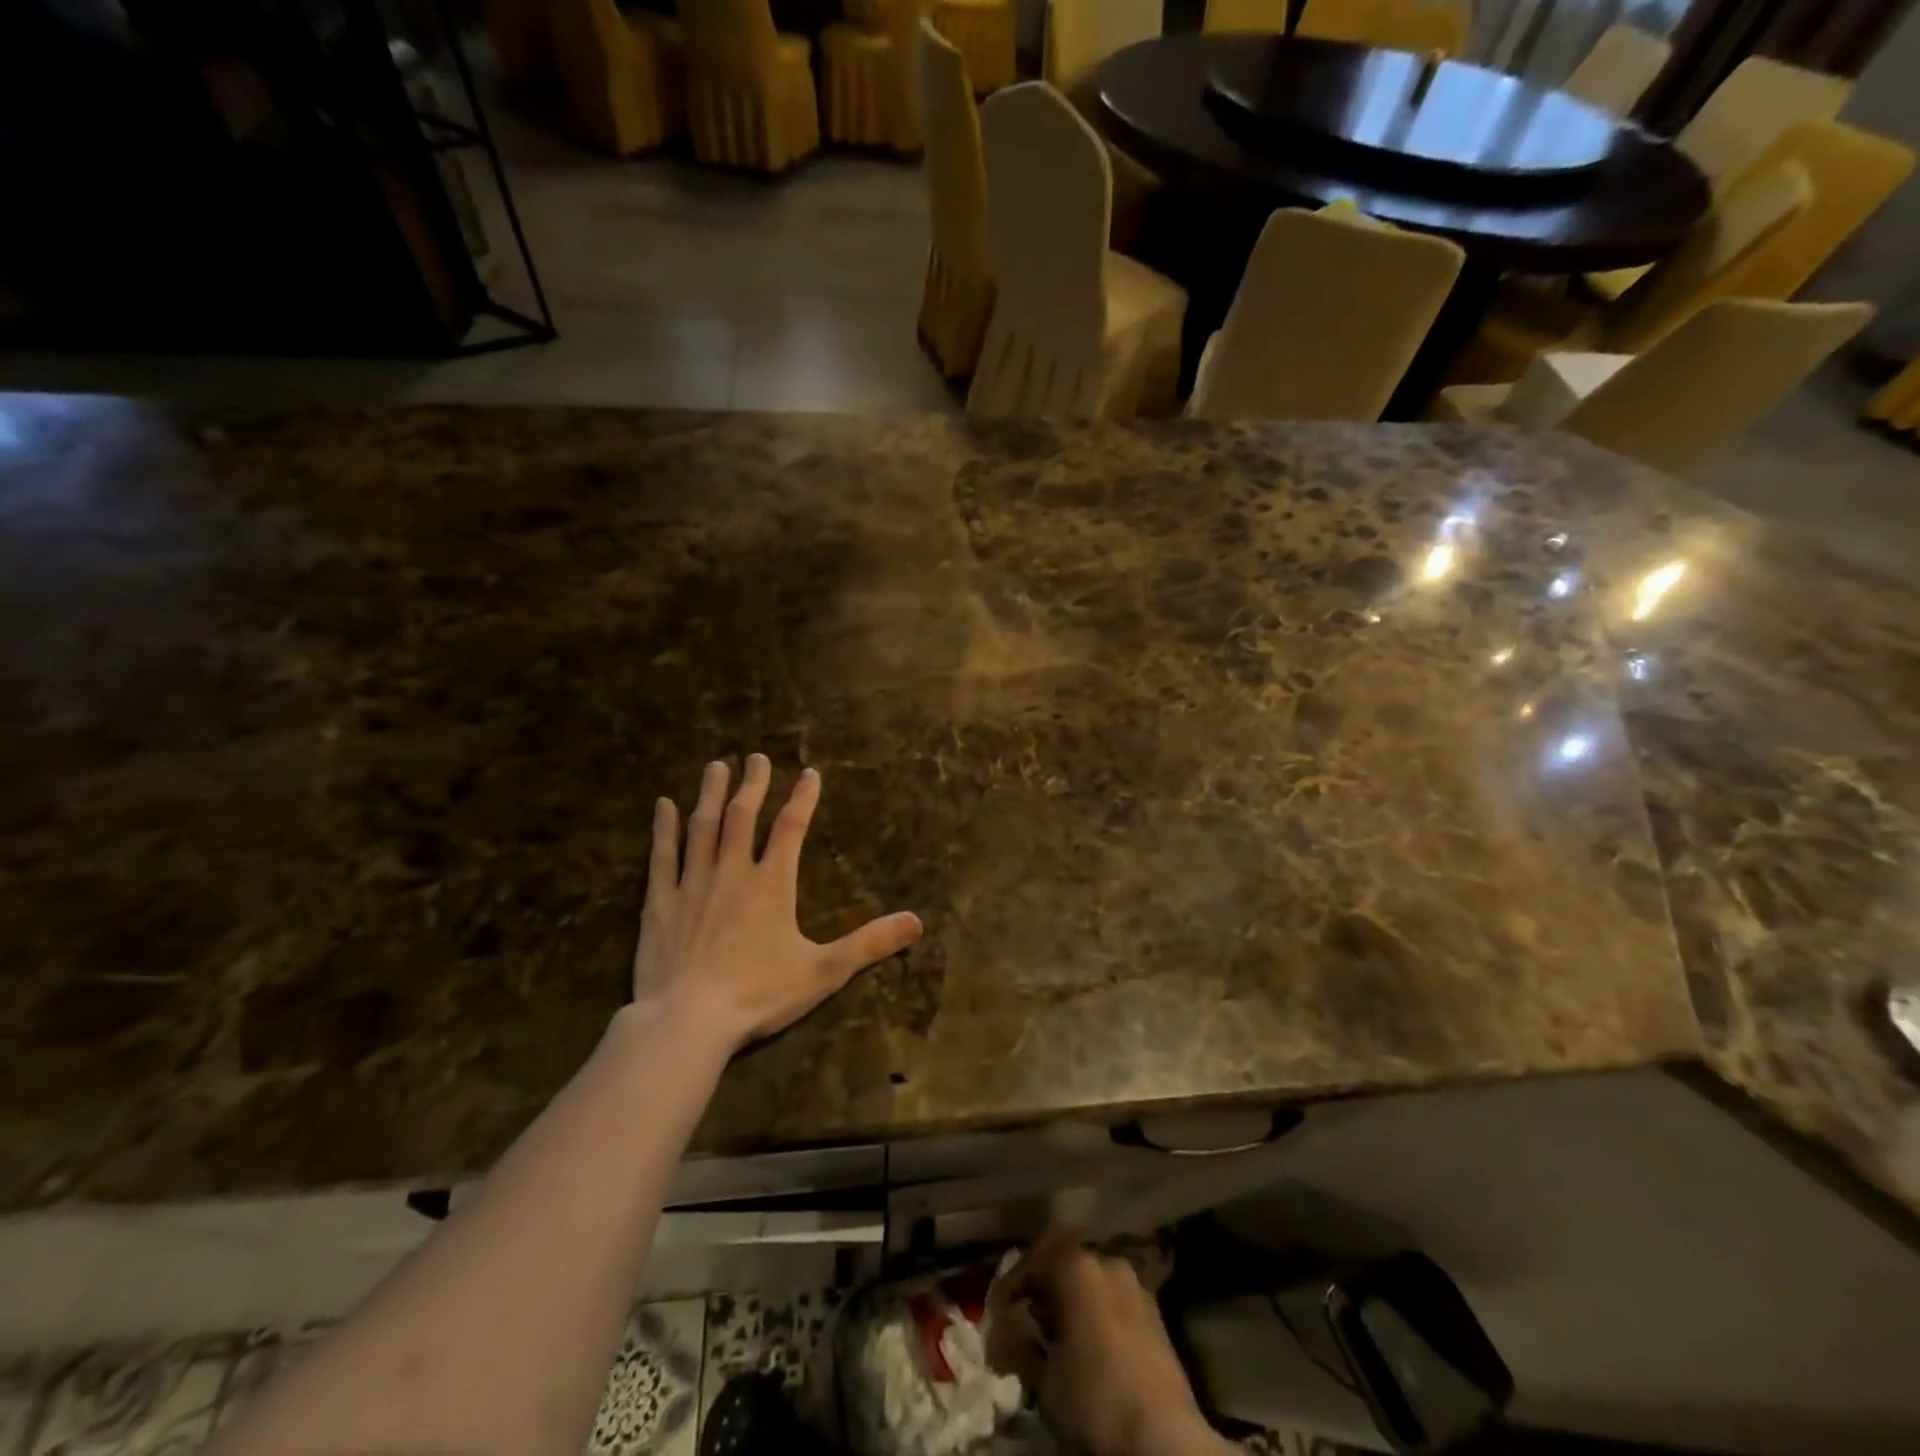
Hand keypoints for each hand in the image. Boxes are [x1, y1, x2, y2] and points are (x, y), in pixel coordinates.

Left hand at [632, 755, 922, 1053]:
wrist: (687, 1020)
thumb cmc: (759, 994)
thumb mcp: (824, 971)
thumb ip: (869, 943)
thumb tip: (917, 921)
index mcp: (772, 884)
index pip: (791, 828)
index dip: (803, 798)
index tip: (810, 773)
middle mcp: (732, 872)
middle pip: (742, 817)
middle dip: (752, 784)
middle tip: (755, 757)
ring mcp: (693, 884)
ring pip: (702, 827)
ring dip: (709, 794)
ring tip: (716, 766)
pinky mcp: (660, 903)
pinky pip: (662, 856)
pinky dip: (663, 828)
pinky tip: (663, 805)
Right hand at [988, 1229, 1220, 1455]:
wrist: (1164, 1439)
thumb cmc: (1095, 1399)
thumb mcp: (1044, 1378)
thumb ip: (1022, 1343)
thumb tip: (1011, 1330)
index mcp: (1077, 1265)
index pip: (1032, 1261)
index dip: (1011, 1286)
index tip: (998, 1312)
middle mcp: (1106, 1260)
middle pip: (1063, 1262)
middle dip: (1043, 1288)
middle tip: (1027, 1318)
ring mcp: (1135, 1284)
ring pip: (1091, 1280)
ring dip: (1070, 1299)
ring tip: (1057, 1333)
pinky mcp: (1155, 1312)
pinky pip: (1113, 1299)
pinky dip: (1095, 1311)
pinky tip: (1088, 1342)